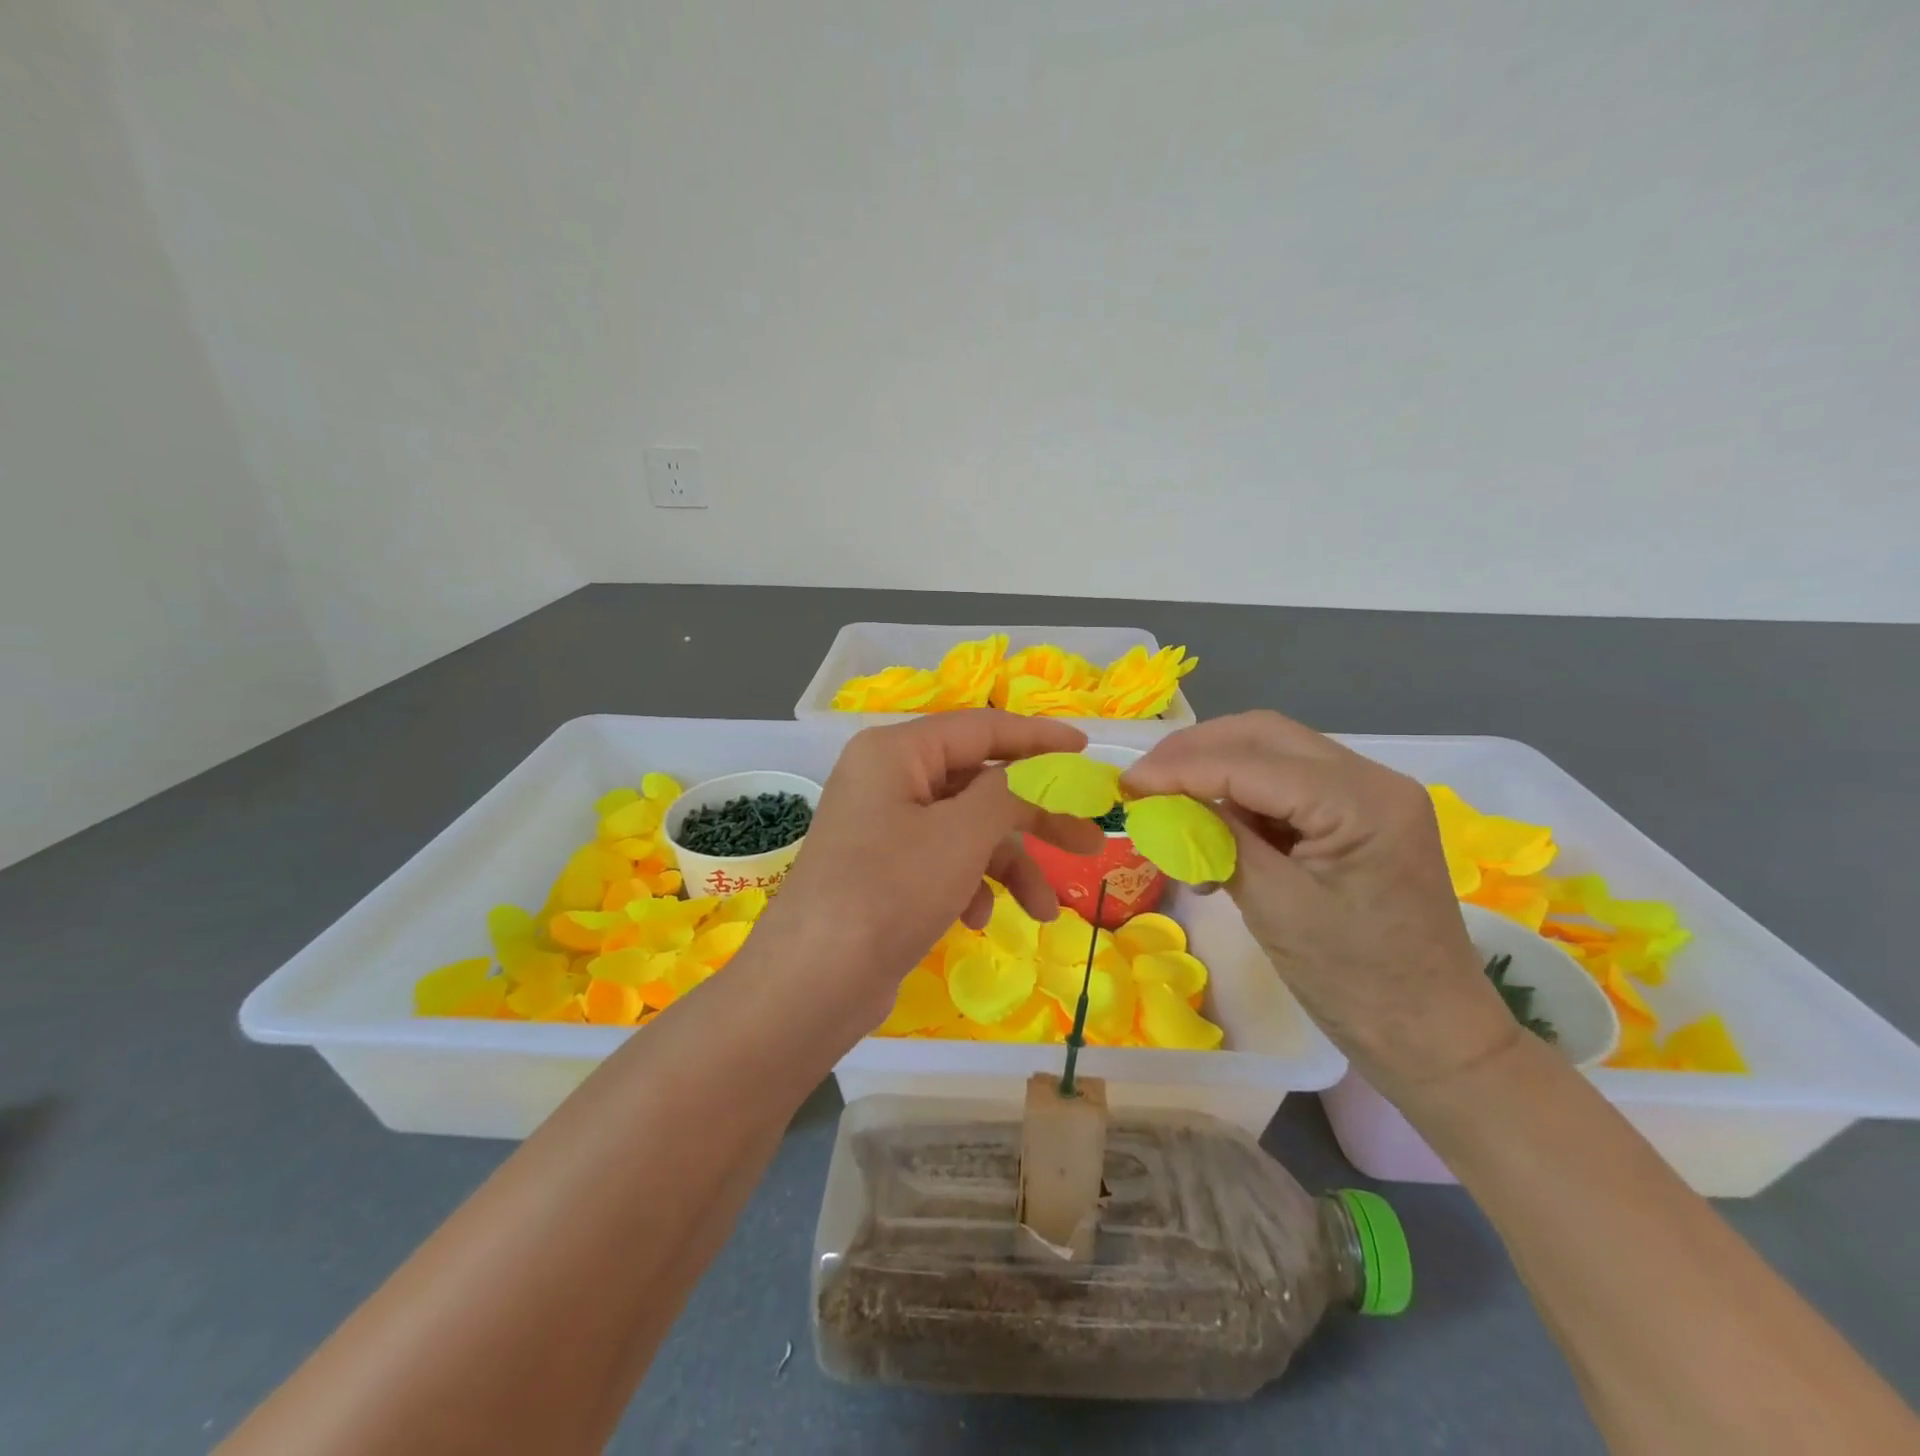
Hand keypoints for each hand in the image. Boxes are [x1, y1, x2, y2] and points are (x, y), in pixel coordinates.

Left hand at [758, 710, 1106, 1029]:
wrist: (812, 984)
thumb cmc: (889, 892)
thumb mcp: (961, 834)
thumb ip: (1010, 791)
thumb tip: (1041, 768)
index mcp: (896, 751)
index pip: (982, 728)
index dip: (1039, 738)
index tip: (1088, 750)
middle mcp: (887, 779)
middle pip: (979, 782)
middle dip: (1035, 816)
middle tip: (1091, 840)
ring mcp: (884, 826)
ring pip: (967, 829)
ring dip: (1008, 865)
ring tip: (1043, 911)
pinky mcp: (885, 869)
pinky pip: (944, 860)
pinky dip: (970, 885)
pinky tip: (976, 920)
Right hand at [1122, 710, 1519, 1093]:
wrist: (1432, 1037)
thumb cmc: (1355, 982)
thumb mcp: (1274, 906)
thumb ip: (1220, 839)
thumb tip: (1163, 801)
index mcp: (1363, 801)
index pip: (1251, 761)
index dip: (1180, 767)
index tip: (1126, 784)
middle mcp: (1373, 780)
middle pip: (1265, 736)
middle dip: (1196, 752)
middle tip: (1144, 782)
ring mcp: (1371, 797)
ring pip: (1273, 754)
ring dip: (1216, 773)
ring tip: (1171, 808)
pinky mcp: (1360, 818)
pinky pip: (1288, 787)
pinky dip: (1242, 799)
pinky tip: (1214, 833)